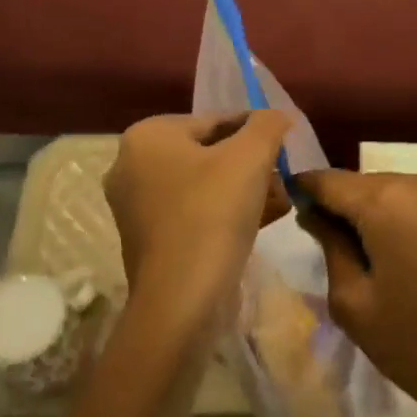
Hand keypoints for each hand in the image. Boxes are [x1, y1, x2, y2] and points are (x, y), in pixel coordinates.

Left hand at [104, 111, 291, 340]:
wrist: (181, 301)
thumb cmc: (212, 215)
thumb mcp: (250, 158)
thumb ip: (267, 125)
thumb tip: (278, 115)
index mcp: (146, 137)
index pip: (214, 120)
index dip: (256, 130)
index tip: (285, 145)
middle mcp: (131, 165)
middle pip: (208, 152)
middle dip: (251, 163)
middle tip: (283, 176)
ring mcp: (136, 206)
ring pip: (203, 184)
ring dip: (243, 189)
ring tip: (281, 200)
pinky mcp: (148, 239)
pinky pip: (193, 212)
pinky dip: (225, 212)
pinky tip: (262, 221)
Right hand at [295, 170, 416, 416]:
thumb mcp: (355, 303)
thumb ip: (330, 246)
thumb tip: (315, 214)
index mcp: (388, 201)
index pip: (330, 181)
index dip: (306, 191)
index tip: (294, 209)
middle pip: (368, 184)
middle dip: (347, 208)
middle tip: (336, 248)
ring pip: (402, 192)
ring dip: (383, 214)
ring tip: (382, 260)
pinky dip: (416, 221)